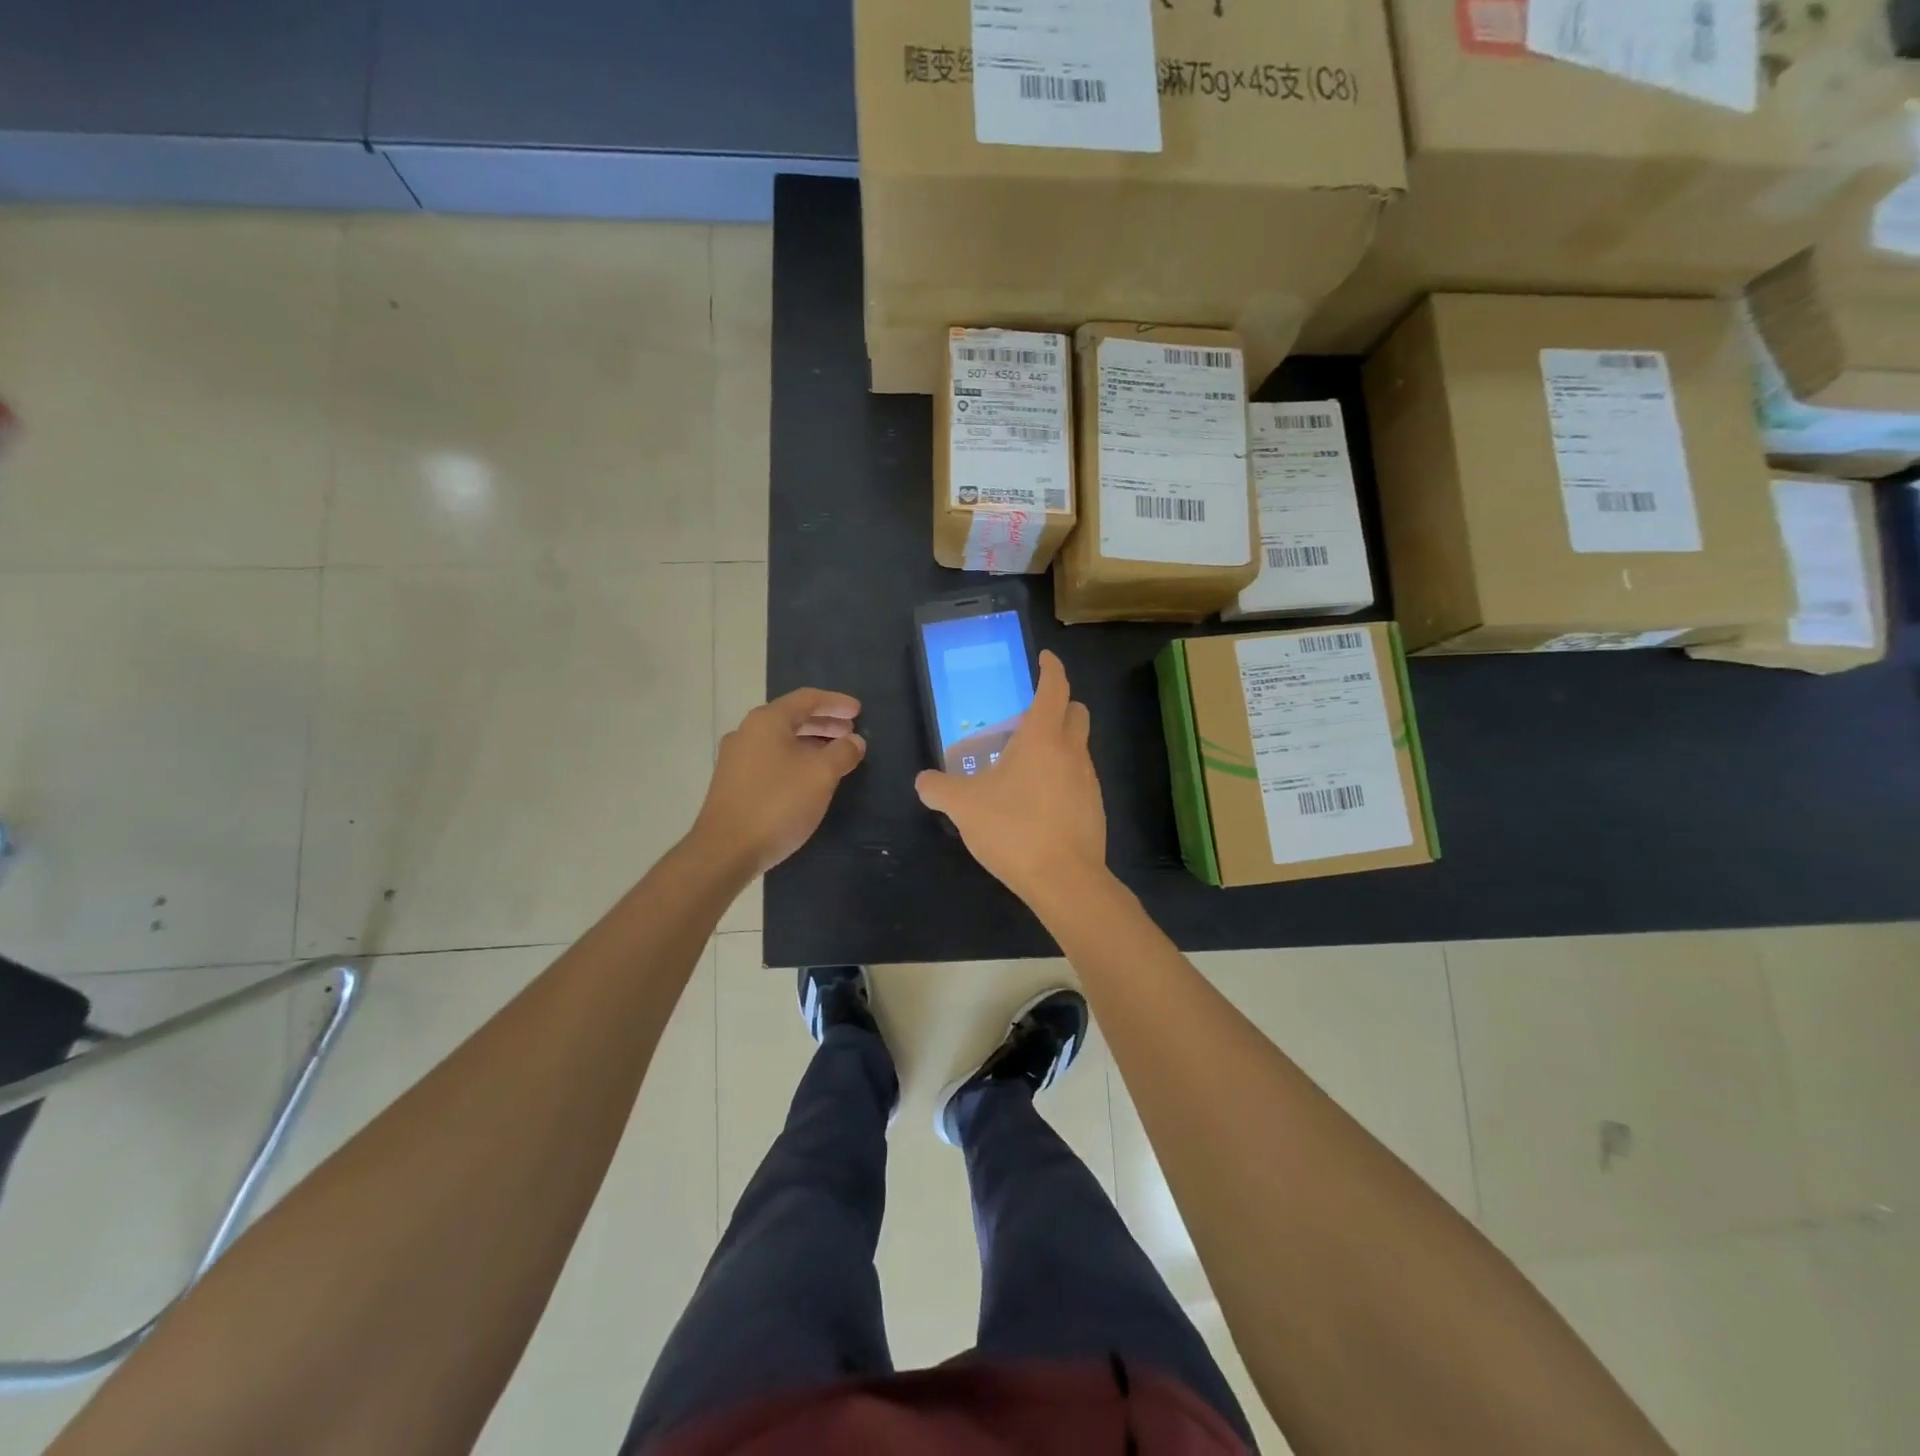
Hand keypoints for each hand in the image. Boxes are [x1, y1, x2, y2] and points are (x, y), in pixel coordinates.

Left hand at [693, 689, 865, 877]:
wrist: (726, 850)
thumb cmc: (778, 803)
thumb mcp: (821, 775)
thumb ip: (842, 752)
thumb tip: (854, 741)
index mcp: (767, 721)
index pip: (807, 699)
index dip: (836, 703)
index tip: (859, 711)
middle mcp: (747, 732)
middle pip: (792, 718)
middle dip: (824, 723)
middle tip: (851, 732)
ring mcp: (736, 759)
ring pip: (781, 740)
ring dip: (811, 743)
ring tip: (835, 754)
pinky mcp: (733, 783)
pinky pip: (771, 759)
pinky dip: (795, 759)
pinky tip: (809, 778)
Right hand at [915, 650, 1105, 901]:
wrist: (1064, 879)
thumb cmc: (1013, 828)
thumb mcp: (963, 806)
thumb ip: (938, 788)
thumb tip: (924, 781)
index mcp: (1042, 736)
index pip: (1054, 687)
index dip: (1051, 668)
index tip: (1044, 658)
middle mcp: (1072, 750)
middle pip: (1076, 711)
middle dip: (1058, 704)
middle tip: (1029, 716)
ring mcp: (1089, 779)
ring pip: (1078, 746)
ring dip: (1058, 743)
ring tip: (1025, 765)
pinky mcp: (1094, 807)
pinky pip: (1079, 777)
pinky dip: (1062, 775)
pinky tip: (1037, 801)